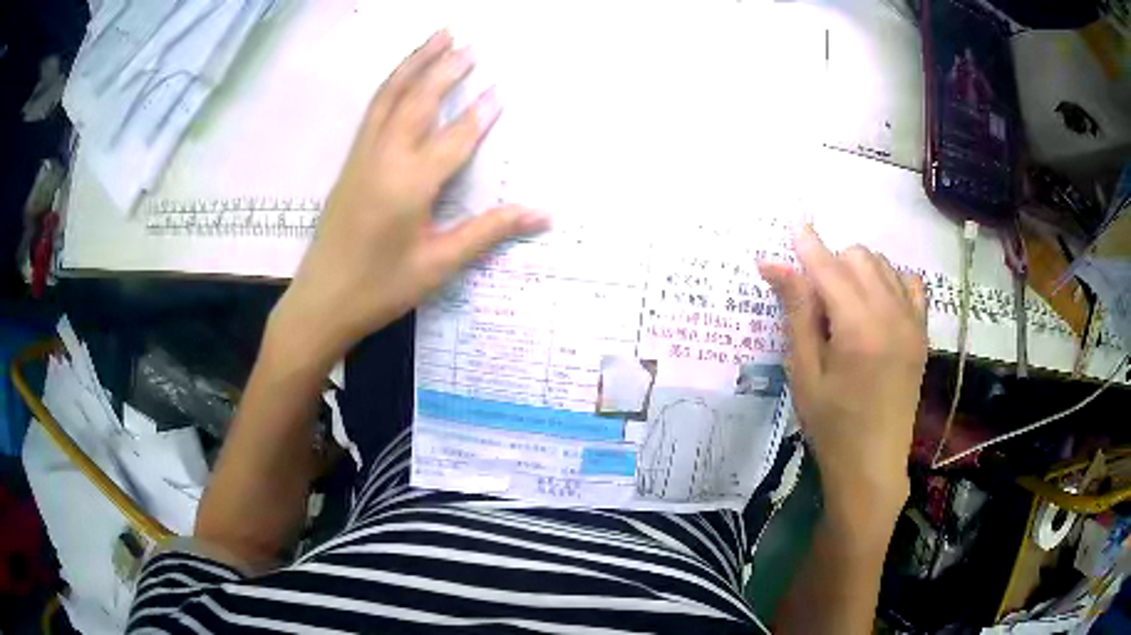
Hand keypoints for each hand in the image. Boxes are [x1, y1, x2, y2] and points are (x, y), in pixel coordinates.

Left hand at [272, 31, 548, 363]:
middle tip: (469, 42)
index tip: (501, 88)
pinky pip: (373, 110)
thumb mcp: (439, 265)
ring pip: (390, 96)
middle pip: (418, 100)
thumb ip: (489, 231)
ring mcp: (362, 157)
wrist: (322, 301)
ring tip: (436, 37)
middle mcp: (385, 158)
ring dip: (414, 63)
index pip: (454, 137)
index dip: (480, 112)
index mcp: (410, 184)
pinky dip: (391, 84)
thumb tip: (543, 215)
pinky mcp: (350, 163)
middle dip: (445, 68)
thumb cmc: (381, 288)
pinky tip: (402, 76)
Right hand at [760, 227, 926, 535]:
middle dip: (832, 262)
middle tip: (815, 297)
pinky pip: (910, 283)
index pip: (829, 267)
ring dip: (858, 270)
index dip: (808, 244)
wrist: (873, 464)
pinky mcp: (922, 332)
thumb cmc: (831, 424)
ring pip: (883, 265)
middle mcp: (892, 314)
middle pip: (859, 256)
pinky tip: (876, 304)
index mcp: (859, 328)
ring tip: (843, 304)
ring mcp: (912, 322)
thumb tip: (772, 263)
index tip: (792, 224)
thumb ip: (796, 312)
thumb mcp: (804, 371)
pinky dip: (889, 281)